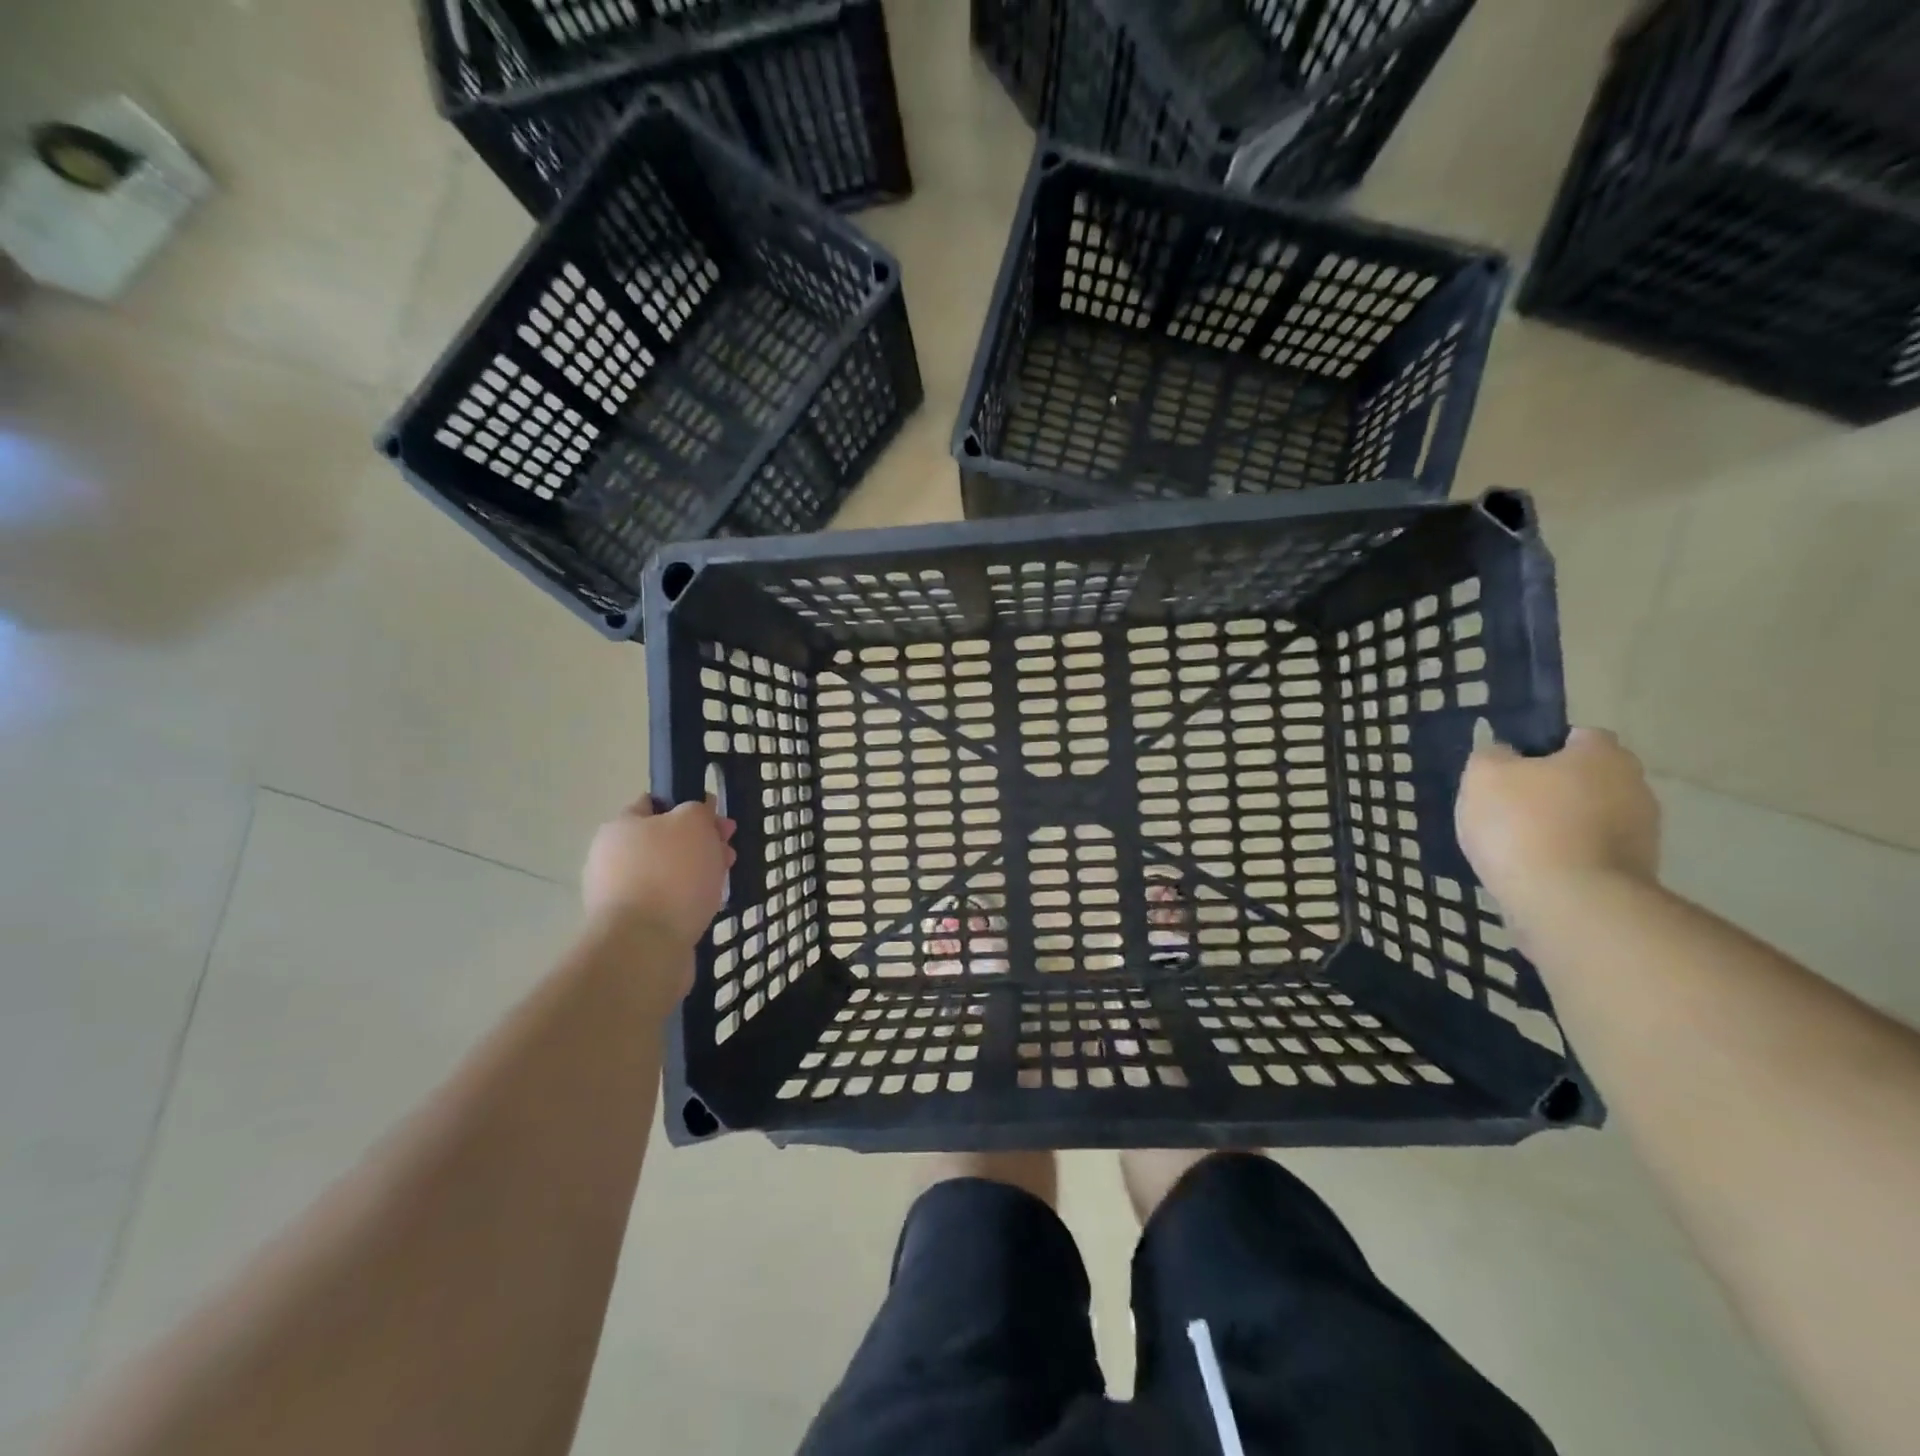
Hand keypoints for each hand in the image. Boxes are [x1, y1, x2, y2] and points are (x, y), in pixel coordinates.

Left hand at [583, 796, 735, 949]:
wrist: (645, 947)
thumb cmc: (670, 874)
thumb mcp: (693, 823)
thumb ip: (698, 810)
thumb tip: (696, 813)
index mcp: (620, 827)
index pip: (654, 804)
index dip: (689, 806)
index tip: (717, 820)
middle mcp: (612, 858)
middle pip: (665, 841)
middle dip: (700, 844)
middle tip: (728, 853)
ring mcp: (619, 895)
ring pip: (668, 873)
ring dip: (696, 874)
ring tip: (722, 883)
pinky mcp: (631, 926)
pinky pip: (666, 903)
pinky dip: (686, 902)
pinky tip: (705, 908)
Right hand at [1456, 728, 1659, 914]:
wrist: (1569, 903)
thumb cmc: (1523, 824)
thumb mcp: (1484, 775)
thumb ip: (1491, 755)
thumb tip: (1505, 755)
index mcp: (1603, 754)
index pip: (1577, 736)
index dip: (1541, 748)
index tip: (1510, 770)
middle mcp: (1635, 786)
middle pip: (1586, 778)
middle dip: (1553, 790)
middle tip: (1508, 807)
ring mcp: (1642, 833)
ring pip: (1590, 817)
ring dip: (1561, 826)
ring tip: (1516, 846)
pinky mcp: (1636, 873)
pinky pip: (1591, 853)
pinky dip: (1567, 857)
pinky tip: (1535, 871)